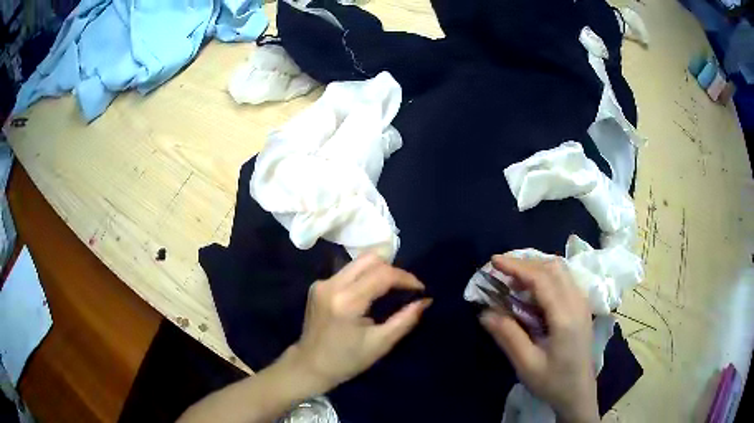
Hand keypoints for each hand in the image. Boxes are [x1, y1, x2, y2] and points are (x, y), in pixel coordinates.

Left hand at [287, 254, 431, 393]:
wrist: (310, 366)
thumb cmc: (347, 360)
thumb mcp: (381, 343)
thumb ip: (405, 319)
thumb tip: (425, 300)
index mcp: (347, 301)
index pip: (382, 274)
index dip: (406, 278)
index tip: (420, 289)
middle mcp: (332, 284)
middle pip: (369, 259)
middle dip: (393, 269)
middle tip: (406, 288)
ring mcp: (322, 283)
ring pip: (358, 262)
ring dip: (379, 271)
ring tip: (392, 289)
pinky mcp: (318, 285)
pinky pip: (348, 271)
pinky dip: (364, 276)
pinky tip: (370, 294)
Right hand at [480, 255, 598, 422]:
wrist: (579, 393)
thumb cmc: (553, 382)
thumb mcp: (526, 364)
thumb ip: (508, 335)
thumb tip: (485, 312)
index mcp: (565, 317)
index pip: (542, 279)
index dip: (517, 267)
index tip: (494, 262)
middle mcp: (577, 303)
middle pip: (554, 268)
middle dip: (526, 263)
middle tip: (501, 270)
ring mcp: (582, 304)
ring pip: (561, 271)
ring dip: (537, 267)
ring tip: (514, 277)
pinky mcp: (582, 308)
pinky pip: (565, 280)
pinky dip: (546, 275)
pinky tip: (534, 289)